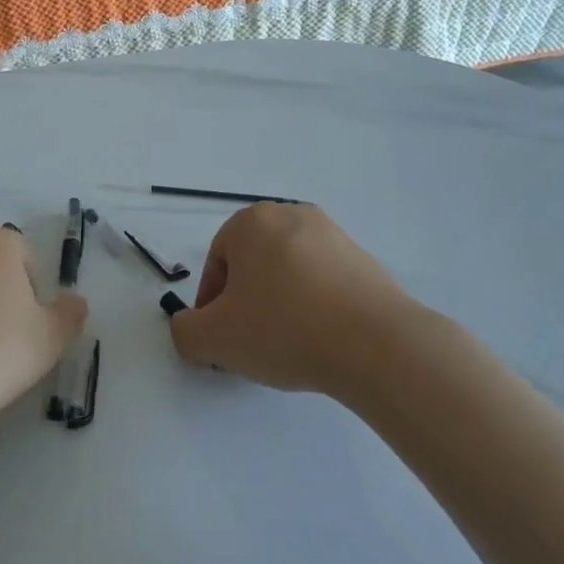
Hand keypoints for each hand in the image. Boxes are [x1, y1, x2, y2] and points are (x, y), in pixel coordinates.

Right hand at [168, 202, 417, 395]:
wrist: (378, 344)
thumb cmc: (284, 328)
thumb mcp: (214, 339)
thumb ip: (185, 332)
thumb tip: (190, 330)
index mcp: (251, 221)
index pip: (217, 263)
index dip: (212, 306)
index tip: (222, 342)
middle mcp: (291, 215)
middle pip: (253, 265)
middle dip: (247, 303)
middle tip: (251, 345)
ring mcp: (333, 235)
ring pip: (288, 274)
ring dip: (281, 306)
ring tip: (289, 348)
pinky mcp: (366, 261)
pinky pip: (324, 284)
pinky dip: (315, 309)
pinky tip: (322, 342)